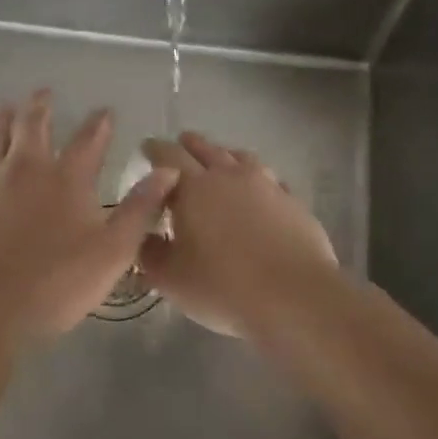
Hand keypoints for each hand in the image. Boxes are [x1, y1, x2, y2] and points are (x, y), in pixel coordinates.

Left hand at [0, 90, 176, 342]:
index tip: (104, 111)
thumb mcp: (113, 251)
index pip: (88, 139)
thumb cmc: (55, 283)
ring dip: (0, 118)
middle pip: (32, 123)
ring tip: (4, 108)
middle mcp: (24, 166)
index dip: (99, 123)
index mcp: (66, 178)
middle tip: (43, 94)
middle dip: (40, 105)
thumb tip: (168, 170)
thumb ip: (140, 208)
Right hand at [138, 132, 339, 337]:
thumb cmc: (224, 286)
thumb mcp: (172, 279)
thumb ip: (150, 253)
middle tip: (181, 142)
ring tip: (220, 159)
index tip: (147, 146)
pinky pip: (269, 179)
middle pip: (206, 149)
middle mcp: (229, 176)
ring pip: (241, 158)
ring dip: (225, 155)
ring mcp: (266, 185)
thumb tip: (143, 235)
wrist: (294, 296)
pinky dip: (257, 178)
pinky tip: (259, 189)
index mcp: (194, 188)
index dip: (155, 149)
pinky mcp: (292, 201)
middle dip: (189, 144)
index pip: (168, 156)